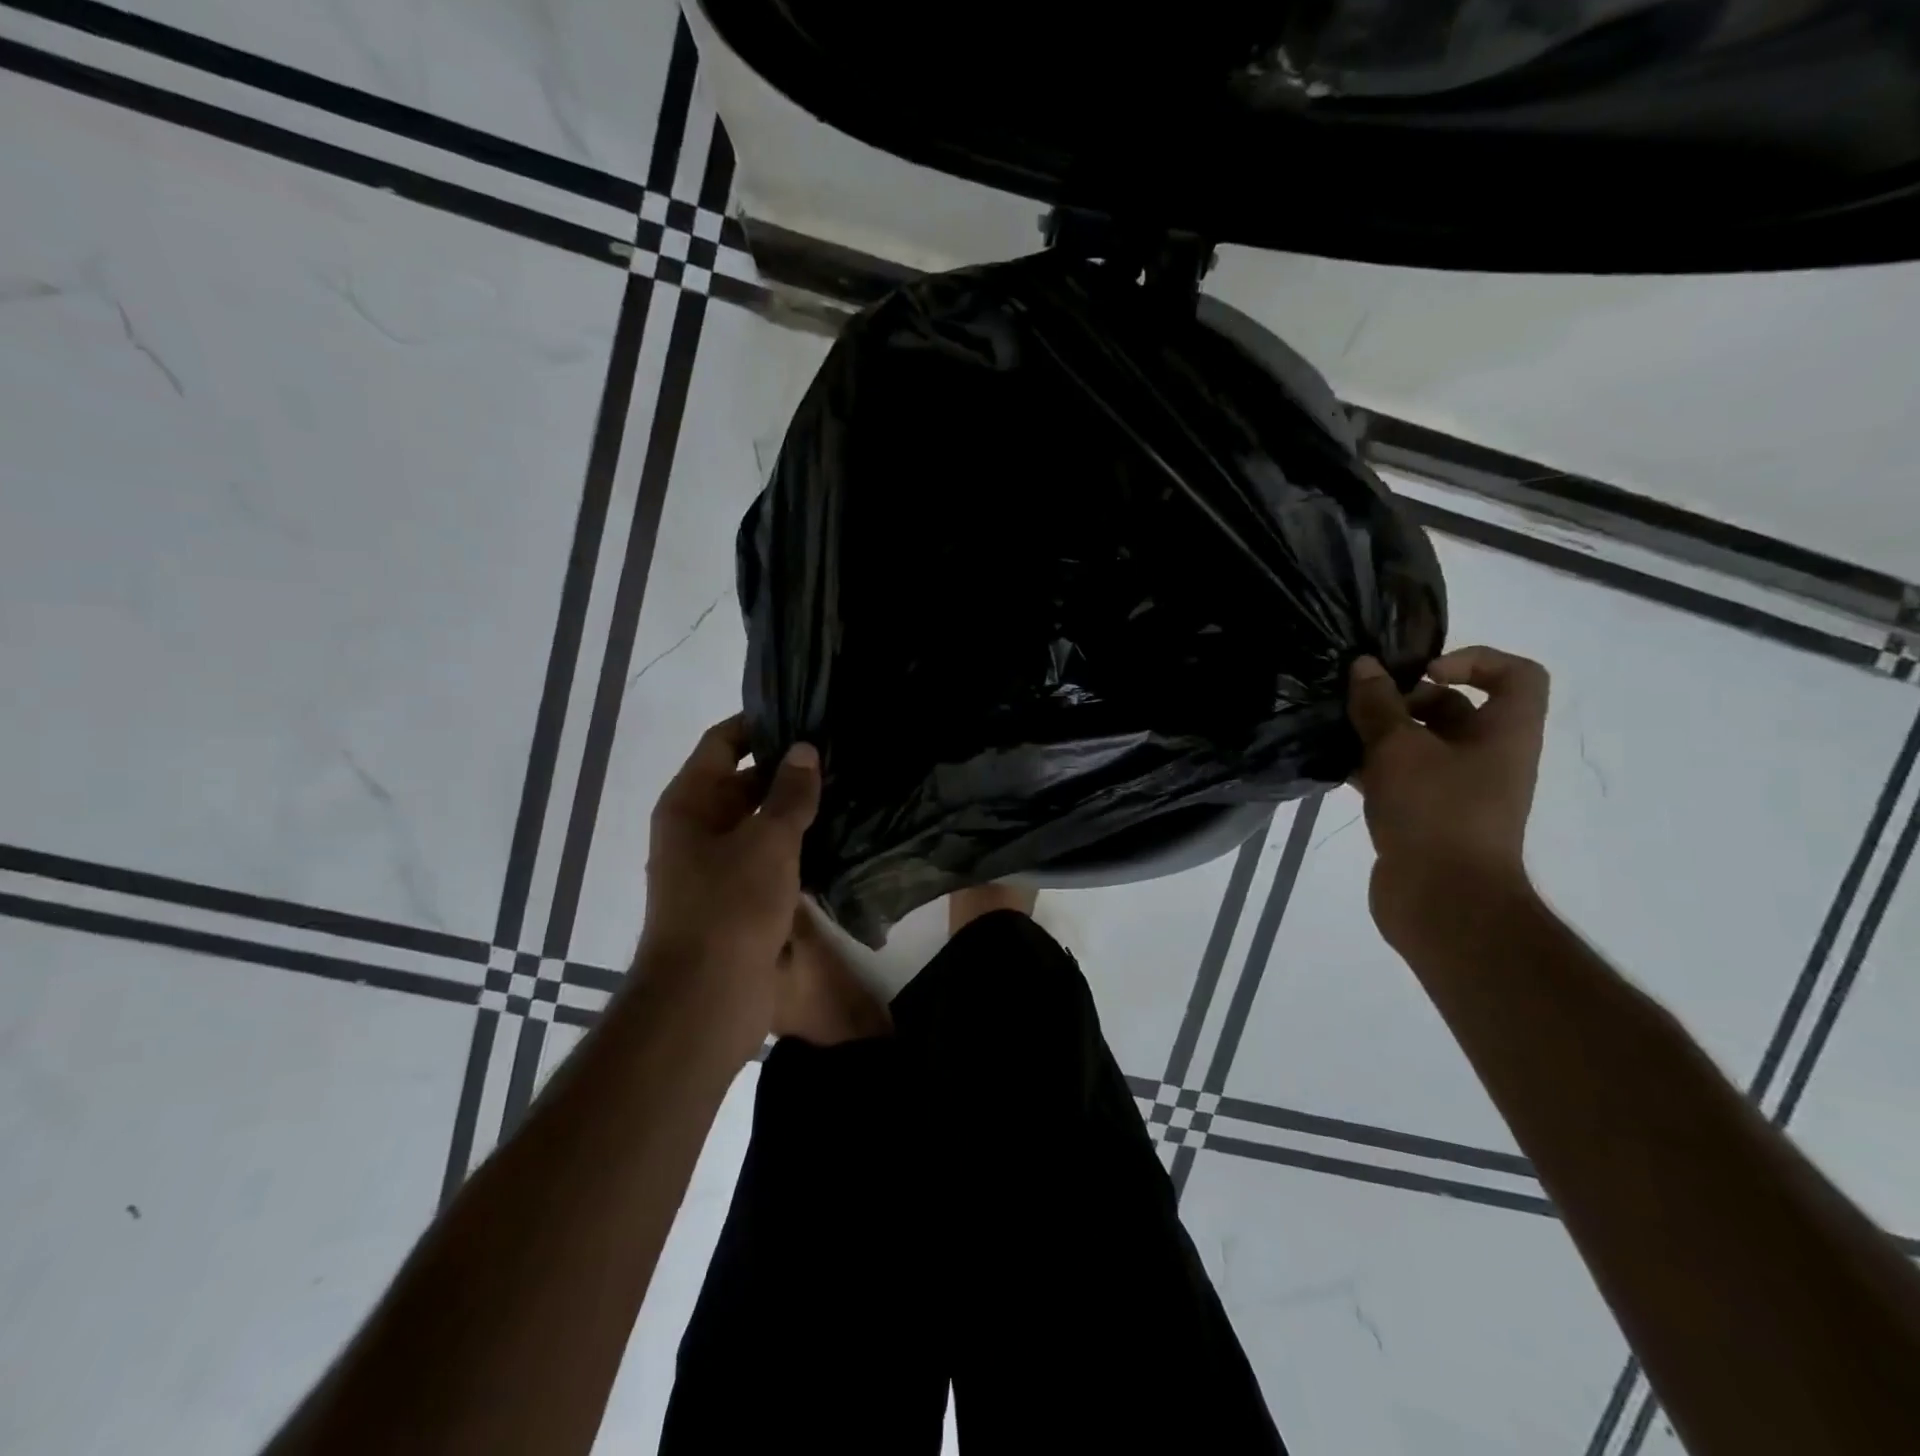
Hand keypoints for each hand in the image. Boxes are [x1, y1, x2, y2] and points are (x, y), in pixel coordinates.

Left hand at [637, 714, 819, 1058]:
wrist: (706, 999)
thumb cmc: (730, 907)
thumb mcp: (767, 841)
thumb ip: (790, 794)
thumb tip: (805, 751)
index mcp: (689, 804)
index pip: (722, 744)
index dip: (758, 725)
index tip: (802, 715)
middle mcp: (697, 829)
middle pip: (740, 782)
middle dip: (785, 769)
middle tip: (837, 755)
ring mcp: (715, 866)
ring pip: (758, 823)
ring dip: (793, 810)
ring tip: (845, 790)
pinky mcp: (737, 899)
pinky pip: (767, 858)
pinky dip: (794, 846)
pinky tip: (834, 839)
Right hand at [1347, 646, 1549, 938]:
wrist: (1443, 902)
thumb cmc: (1435, 813)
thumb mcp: (1399, 750)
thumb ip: (1378, 705)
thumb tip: (1364, 666)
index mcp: (1504, 734)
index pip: (1517, 676)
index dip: (1475, 660)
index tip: (1423, 672)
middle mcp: (1487, 757)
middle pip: (1456, 708)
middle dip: (1407, 699)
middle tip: (1365, 704)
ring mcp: (1457, 790)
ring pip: (1420, 745)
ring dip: (1381, 734)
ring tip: (1340, 730)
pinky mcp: (1426, 816)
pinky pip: (1400, 777)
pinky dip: (1371, 768)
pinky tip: (1334, 765)